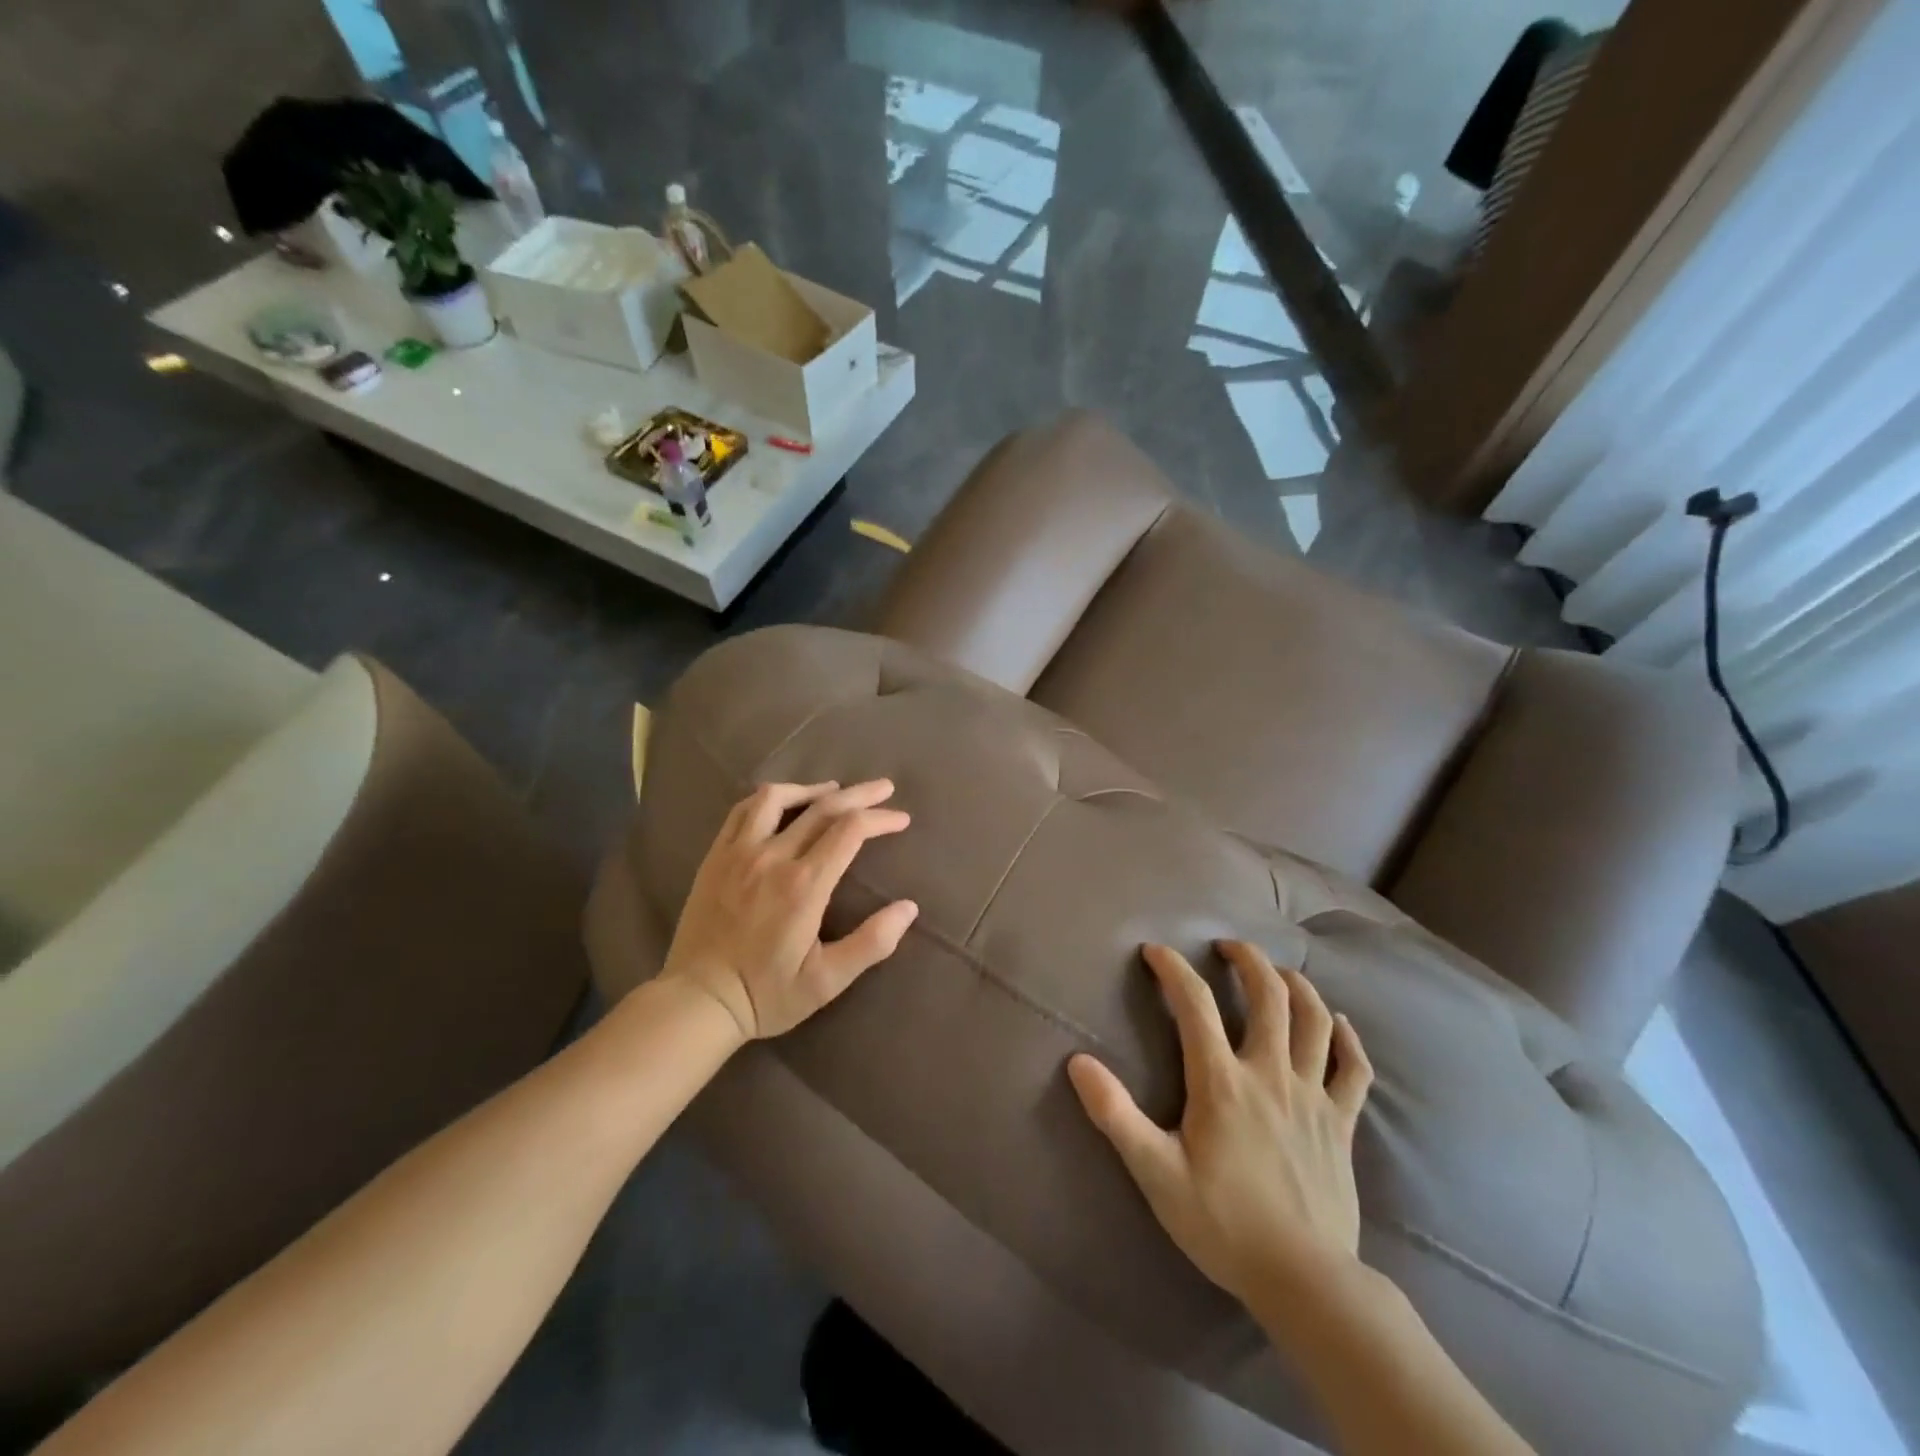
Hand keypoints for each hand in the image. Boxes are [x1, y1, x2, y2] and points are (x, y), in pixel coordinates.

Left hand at [659, 780, 918, 1040]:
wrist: (698, 1001)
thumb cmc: (766, 994)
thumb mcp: (827, 981)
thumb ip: (871, 943)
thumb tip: (909, 908)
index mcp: (804, 886)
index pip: (850, 831)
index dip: (880, 818)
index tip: (900, 819)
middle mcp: (772, 858)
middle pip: (823, 807)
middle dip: (859, 794)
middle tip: (884, 788)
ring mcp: (739, 853)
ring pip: (777, 798)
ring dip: (811, 788)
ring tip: (832, 790)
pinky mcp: (715, 857)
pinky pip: (742, 811)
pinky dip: (769, 799)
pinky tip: (782, 804)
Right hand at [1068, 941, 1373, 1308]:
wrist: (1305, 1282)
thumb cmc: (1223, 1224)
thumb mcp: (1156, 1173)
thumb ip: (1116, 1115)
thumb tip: (1078, 1062)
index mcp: (1222, 1082)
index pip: (1194, 1004)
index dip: (1173, 969)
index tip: (1155, 952)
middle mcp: (1270, 1075)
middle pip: (1268, 996)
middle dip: (1247, 960)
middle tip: (1228, 946)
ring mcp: (1312, 1096)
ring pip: (1314, 1021)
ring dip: (1297, 986)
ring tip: (1279, 971)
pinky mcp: (1341, 1124)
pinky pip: (1354, 1070)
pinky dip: (1348, 1039)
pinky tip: (1340, 1023)